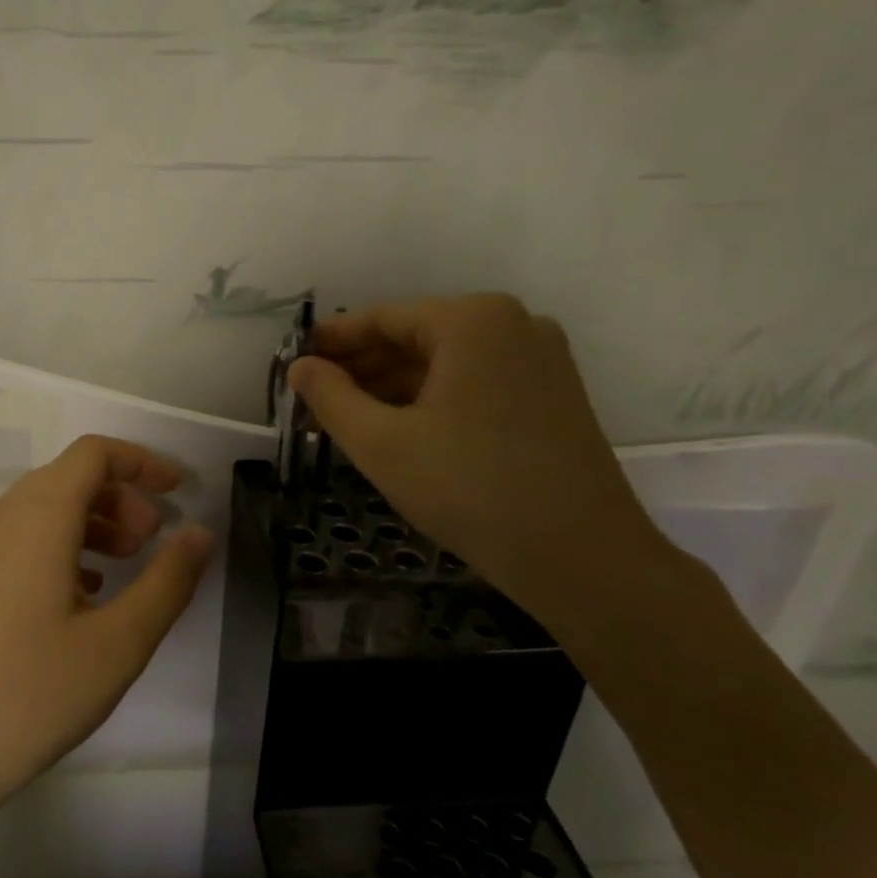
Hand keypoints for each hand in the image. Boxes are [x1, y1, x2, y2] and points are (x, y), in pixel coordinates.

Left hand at [0, 434, 215, 827]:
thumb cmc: (28, 696)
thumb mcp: (117, 644)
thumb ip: (167, 581)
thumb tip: (199, 533)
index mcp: (36, 517)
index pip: (93, 454)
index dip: (142, 462)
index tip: (178, 491)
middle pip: (66, 479)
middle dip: (120, 497)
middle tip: (153, 541)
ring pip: (39, 512)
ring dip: (89, 524)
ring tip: (122, 569)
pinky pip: (15, 543)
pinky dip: (56, 549)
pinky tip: (76, 599)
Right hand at [288, 294, 672, 626]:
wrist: (582, 558)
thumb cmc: (469, 488)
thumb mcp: (381, 443)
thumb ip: (330, 397)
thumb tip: (300, 367)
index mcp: (473, 320)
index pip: (382, 319)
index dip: (332, 342)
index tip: (295, 365)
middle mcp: (512, 324)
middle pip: (415, 337)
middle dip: (361, 370)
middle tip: (315, 402)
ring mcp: (540, 359)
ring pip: (445, 363)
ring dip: (393, 388)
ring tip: (347, 421)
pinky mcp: (552, 394)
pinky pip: (475, 383)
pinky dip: (432, 401)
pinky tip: (398, 430)